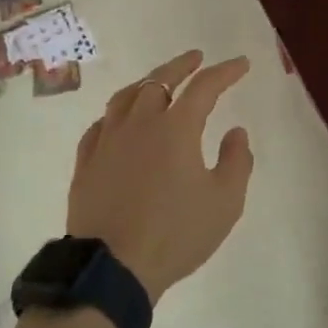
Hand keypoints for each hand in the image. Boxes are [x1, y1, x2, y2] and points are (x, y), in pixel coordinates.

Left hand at [66, 51, 252, 302]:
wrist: (111, 269)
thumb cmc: (174, 233)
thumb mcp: (224, 203)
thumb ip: (237, 161)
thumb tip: (236, 131)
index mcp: (176, 127)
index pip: (205, 87)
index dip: (225, 72)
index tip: (241, 64)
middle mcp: (140, 122)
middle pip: (160, 80)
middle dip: (182, 65)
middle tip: (196, 58)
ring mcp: (108, 140)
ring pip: (126, 97)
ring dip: (146, 83)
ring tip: (156, 82)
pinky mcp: (87, 162)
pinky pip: (101, 125)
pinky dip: (116, 114)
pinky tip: (118, 120)